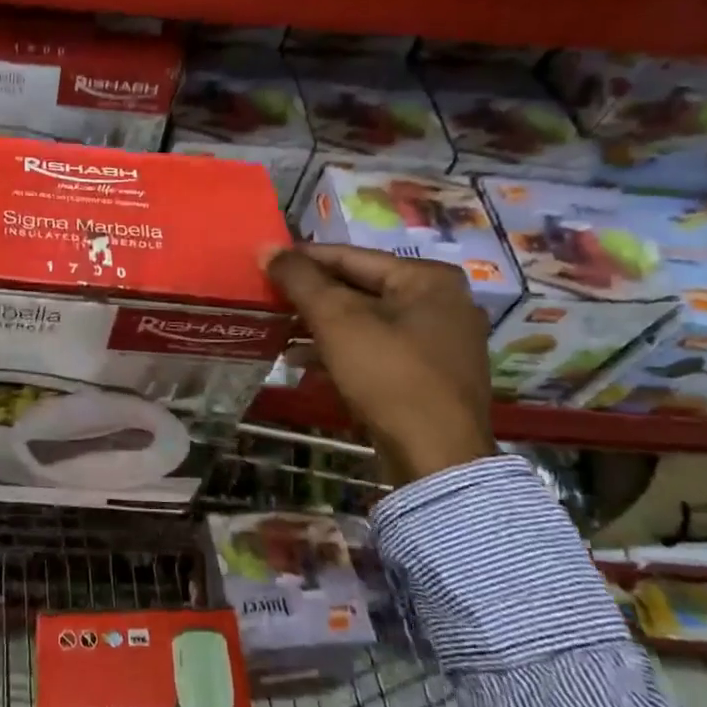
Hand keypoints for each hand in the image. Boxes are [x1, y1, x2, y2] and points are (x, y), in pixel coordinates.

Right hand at [263, 243, 494, 485]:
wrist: (436, 458)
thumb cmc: (388, 374)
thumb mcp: (336, 320)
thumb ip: (300, 279)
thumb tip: (267, 248)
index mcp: (428, 278)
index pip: (351, 256)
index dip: (303, 259)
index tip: (265, 262)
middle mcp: (442, 302)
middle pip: (359, 288)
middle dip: (311, 296)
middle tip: (269, 297)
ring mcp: (440, 342)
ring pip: (366, 320)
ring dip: (320, 325)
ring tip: (279, 330)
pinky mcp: (430, 376)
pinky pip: (377, 348)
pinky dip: (341, 350)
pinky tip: (302, 361)